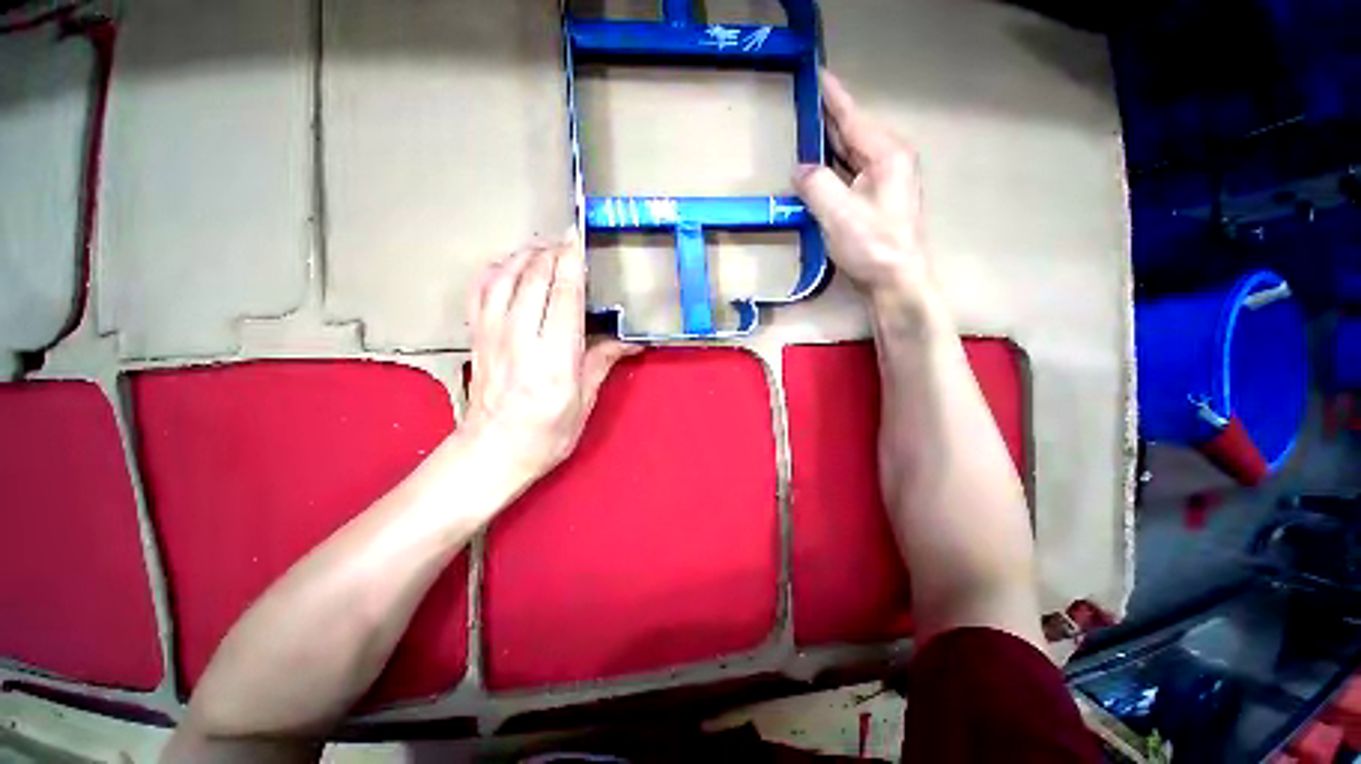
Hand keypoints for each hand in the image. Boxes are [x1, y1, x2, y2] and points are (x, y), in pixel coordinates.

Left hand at [463, 231, 638, 481]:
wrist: (492, 452)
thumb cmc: (547, 434)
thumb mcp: (584, 402)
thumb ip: (602, 362)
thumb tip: (630, 341)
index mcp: (554, 359)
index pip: (564, 296)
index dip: (571, 262)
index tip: (577, 238)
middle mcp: (521, 339)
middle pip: (533, 278)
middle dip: (550, 252)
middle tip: (566, 241)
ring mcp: (493, 335)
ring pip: (504, 277)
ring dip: (524, 255)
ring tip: (542, 248)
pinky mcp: (477, 337)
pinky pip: (480, 291)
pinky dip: (494, 270)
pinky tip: (508, 265)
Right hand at [794, 71, 935, 315]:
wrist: (897, 282)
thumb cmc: (873, 246)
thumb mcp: (839, 213)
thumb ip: (816, 185)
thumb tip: (800, 168)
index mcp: (886, 154)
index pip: (853, 117)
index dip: (832, 96)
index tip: (816, 73)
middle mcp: (889, 161)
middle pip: (854, 133)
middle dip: (829, 119)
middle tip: (803, 104)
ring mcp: (885, 183)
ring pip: (852, 155)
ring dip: (829, 145)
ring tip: (805, 132)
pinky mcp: (877, 202)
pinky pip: (851, 175)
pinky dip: (833, 169)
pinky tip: (819, 170)